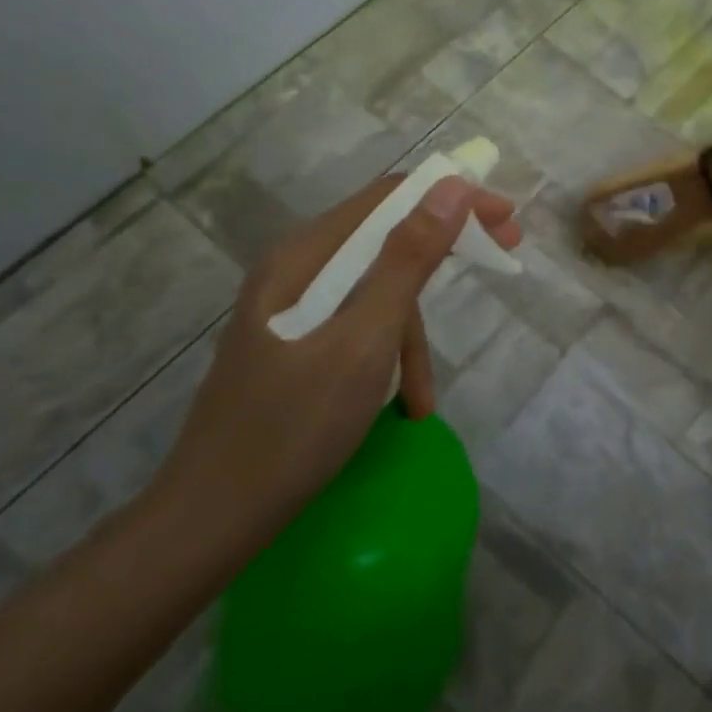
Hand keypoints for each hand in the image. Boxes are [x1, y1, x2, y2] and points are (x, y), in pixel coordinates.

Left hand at [150, 172, 520, 553]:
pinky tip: (402, 407)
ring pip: (375, 291)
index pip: (389, 198)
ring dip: (412, 334)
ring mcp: (291, 310)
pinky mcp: (294, 345)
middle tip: (504, 253)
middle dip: (444, 251)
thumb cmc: (291, 428)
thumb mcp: (364, 340)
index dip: (452, 196)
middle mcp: (295, 270)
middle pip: (385, 238)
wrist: (208, 524)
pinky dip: (388, 358)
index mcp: (304, 256)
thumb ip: (407, 260)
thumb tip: (453, 187)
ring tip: (425, 397)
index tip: (504, 218)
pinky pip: (358, 328)